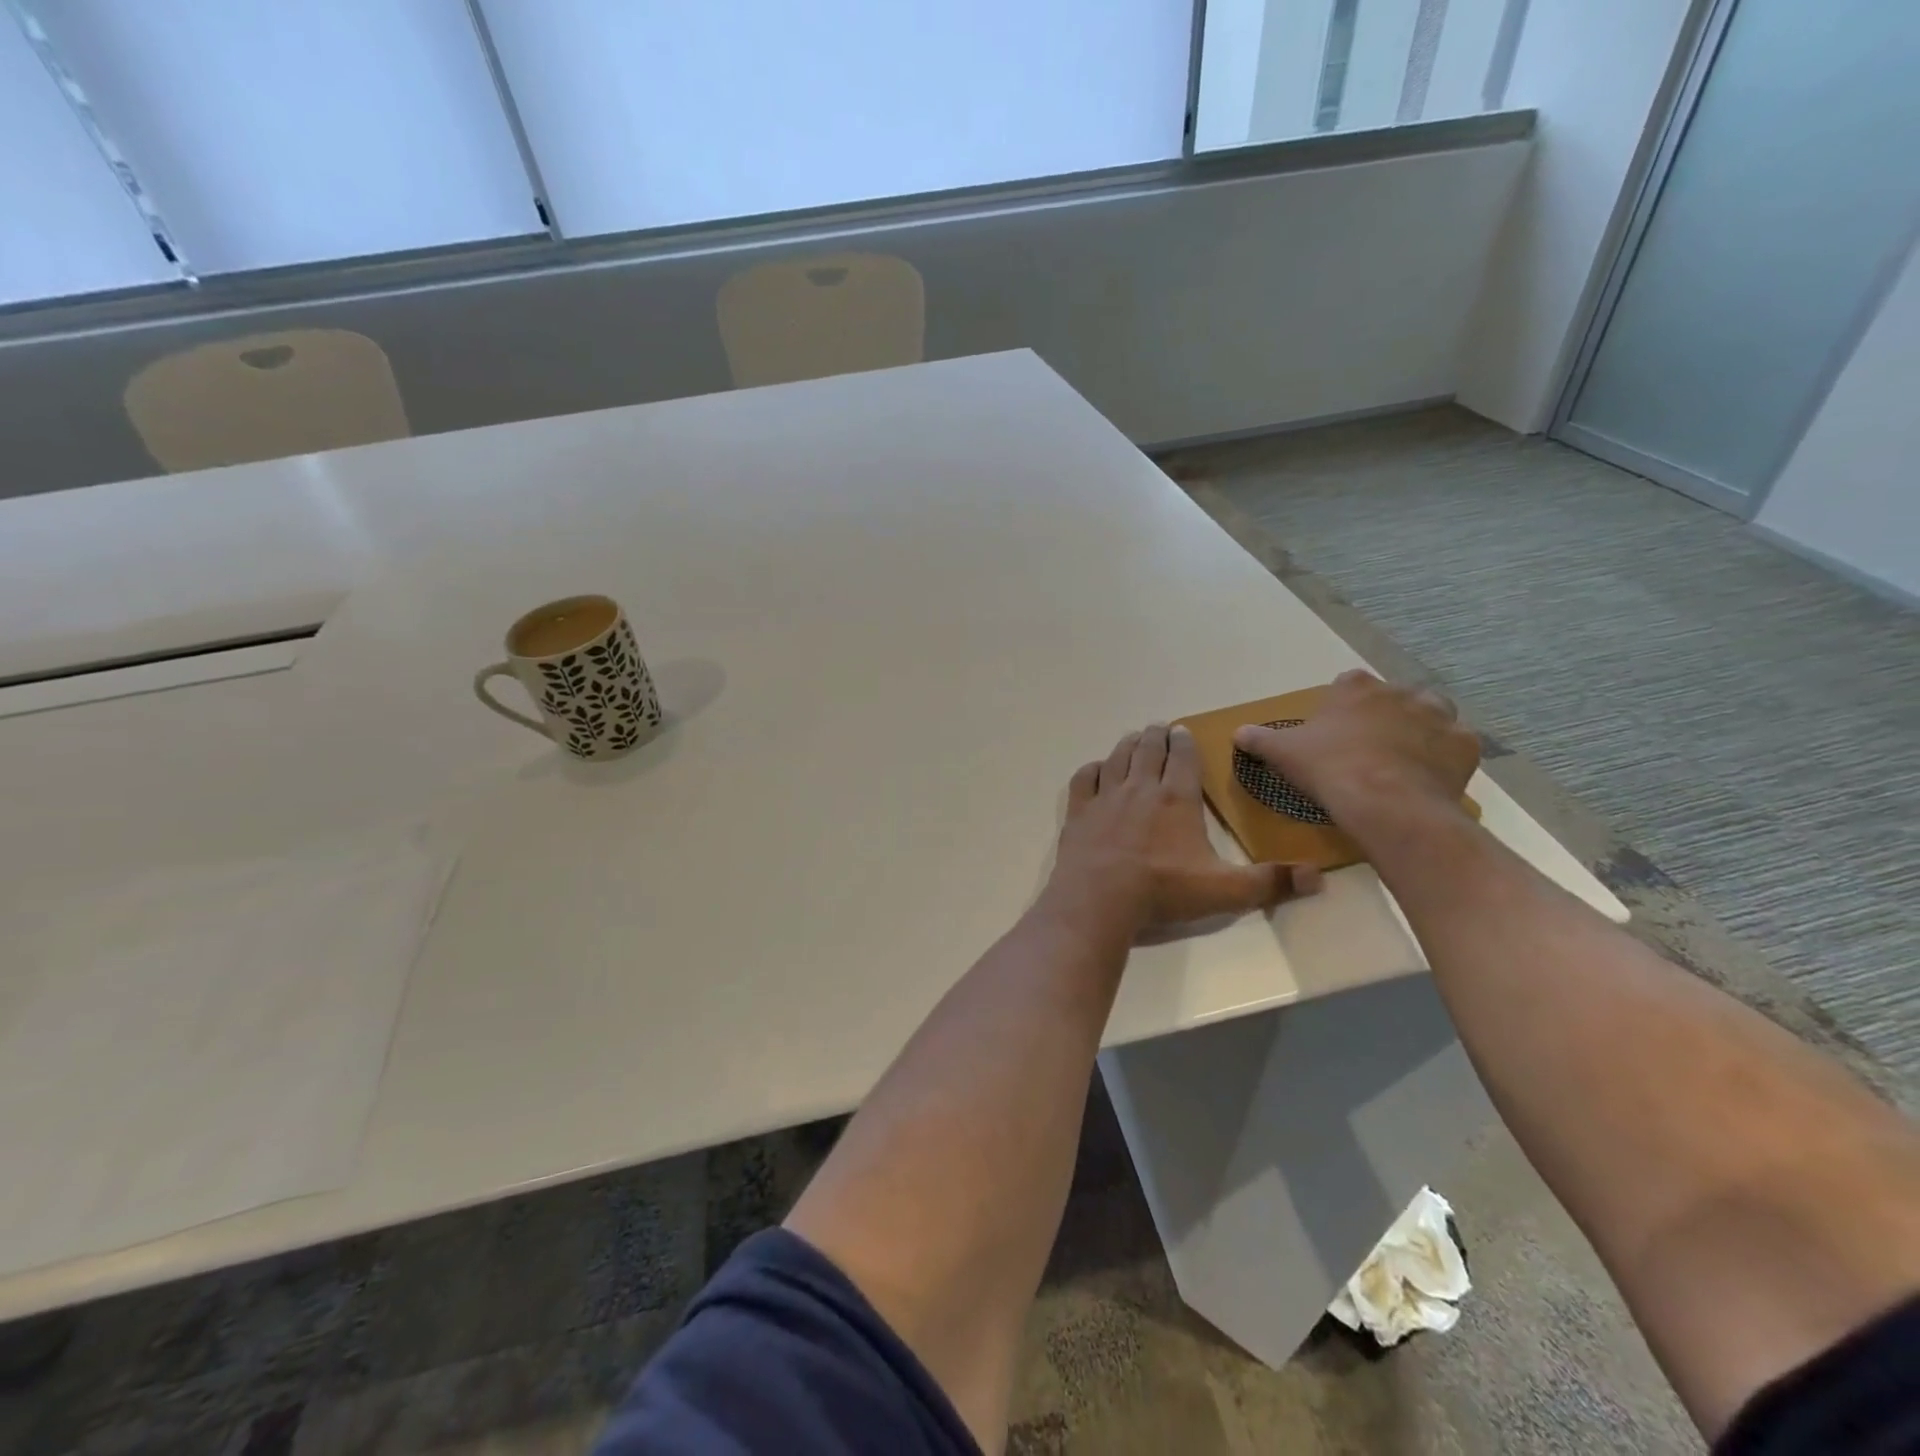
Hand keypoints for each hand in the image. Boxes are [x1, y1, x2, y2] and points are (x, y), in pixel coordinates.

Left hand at [1049, 723, 1320, 934]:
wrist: (1098, 899)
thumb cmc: (1162, 891)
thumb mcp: (1224, 891)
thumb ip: (1269, 883)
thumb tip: (1318, 877)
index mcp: (1176, 799)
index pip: (1182, 759)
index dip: (1183, 742)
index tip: (1182, 730)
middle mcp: (1140, 789)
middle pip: (1148, 750)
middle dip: (1155, 736)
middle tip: (1158, 727)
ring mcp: (1106, 798)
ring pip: (1117, 759)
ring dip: (1127, 745)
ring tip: (1133, 737)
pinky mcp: (1079, 813)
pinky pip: (1084, 780)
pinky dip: (1092, 769)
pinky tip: (1096, 769)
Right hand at [1233, 670, 1478, 827]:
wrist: (1384, 801)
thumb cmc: (1328, 768)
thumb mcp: (1282, 753)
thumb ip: (1260, 739)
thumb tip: (1237, 733)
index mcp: (1355, 688)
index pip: (1348, 683)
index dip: (1342, 705)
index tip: (1334, 728)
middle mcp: (1400, 692)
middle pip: (1394, 696)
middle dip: (1386, 714)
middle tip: (1370, 746)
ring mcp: (1438, 716)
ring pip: (1433, 714)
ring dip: (1421, 730)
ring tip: (1403, 759)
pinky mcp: (1464, 745)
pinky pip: (1456, 746)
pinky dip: (1445, 757)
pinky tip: (1429, 776)